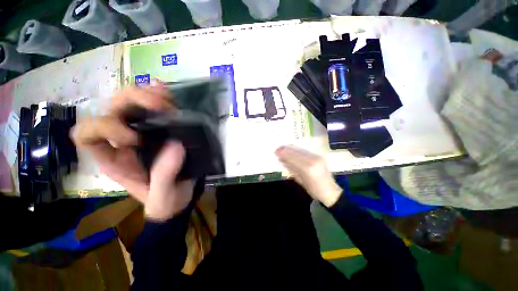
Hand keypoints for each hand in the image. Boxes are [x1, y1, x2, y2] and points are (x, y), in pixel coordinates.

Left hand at [71, 85, 194, 220]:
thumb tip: (175, 145)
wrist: (180, 196)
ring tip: (168, 100)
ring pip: (130, 103)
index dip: (106, 129)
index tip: (137, 139)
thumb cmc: (166, 200)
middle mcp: (121, 141)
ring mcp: (142, 132)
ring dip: (146, 96)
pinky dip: (158, 96)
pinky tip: (167, 93)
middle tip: (160, 107)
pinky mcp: (160, 130)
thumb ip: (164, 176)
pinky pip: (153, 107)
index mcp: (113, 159)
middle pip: (110, 109)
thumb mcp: (162, 196)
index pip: (86, 134)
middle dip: (132, 102)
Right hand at [275, 145, 341, 206]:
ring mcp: (317, 156)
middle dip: (286, 149)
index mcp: (307, 168)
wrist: (330, 191)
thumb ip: (291, 168)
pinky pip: (305, 150)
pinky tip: (292, 150)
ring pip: (300, 149)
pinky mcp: (319, 155)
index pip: (292, 157)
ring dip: (290, 148)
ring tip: (283, 148)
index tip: (275, 151)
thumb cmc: (313, 190)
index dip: (283, 153)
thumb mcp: (300, 180)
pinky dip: (297, 150)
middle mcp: (313, 160)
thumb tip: (282, 160)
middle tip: (277, 149)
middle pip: (296, 151)